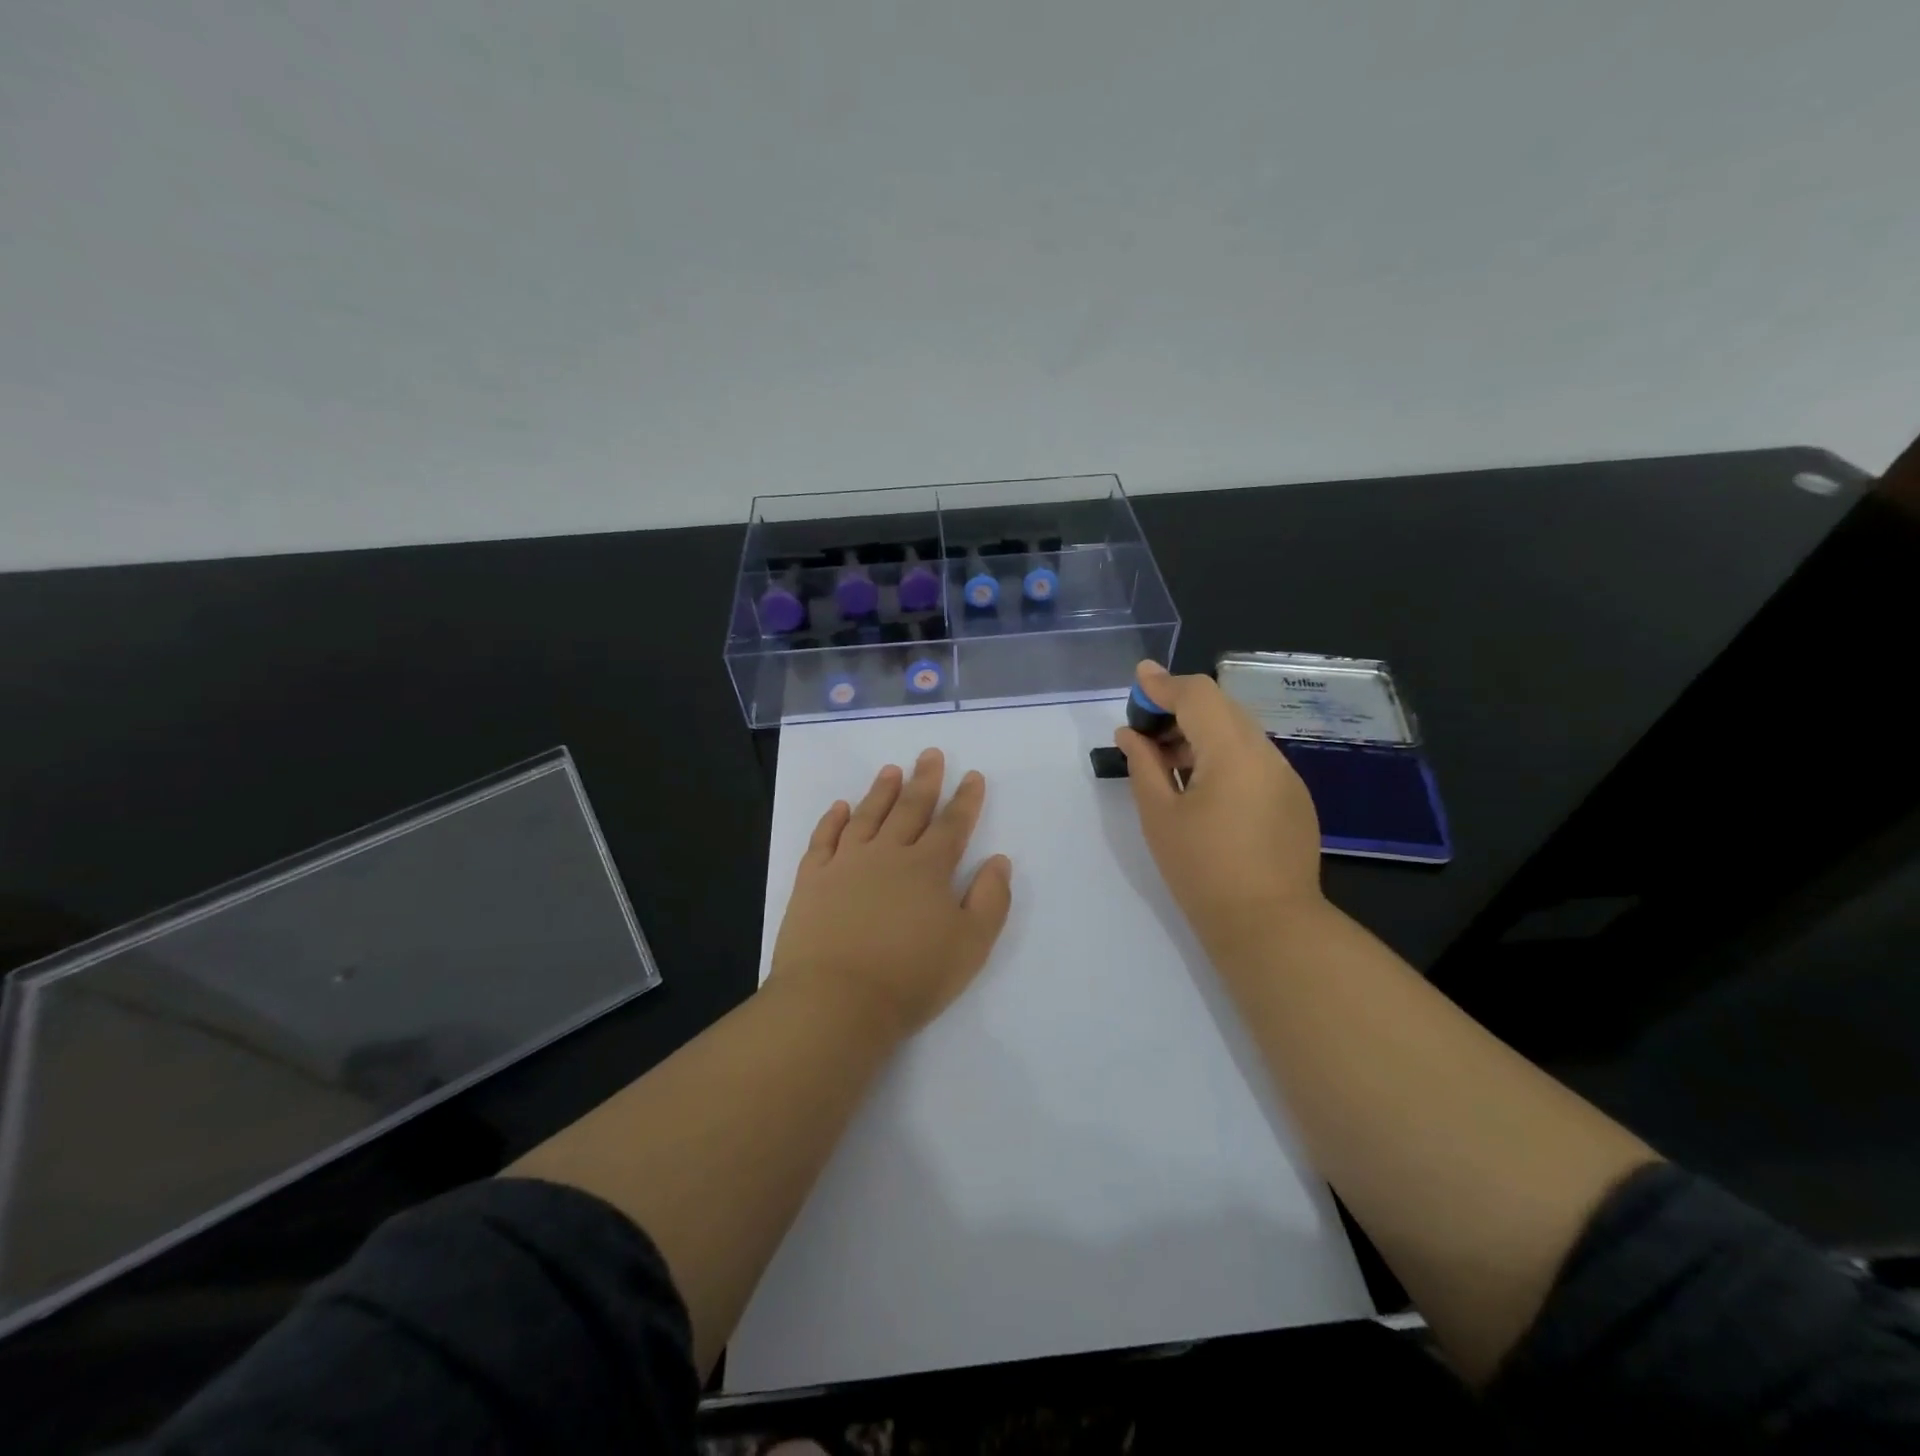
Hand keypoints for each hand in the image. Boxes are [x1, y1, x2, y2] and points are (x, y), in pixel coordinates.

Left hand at [770, 748, 1013, 1039]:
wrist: (836, 1001)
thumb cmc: (911, 977)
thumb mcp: (971, 945)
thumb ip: (990, 899)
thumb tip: (998, 860)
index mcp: (928, 868)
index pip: (952, 825)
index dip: (966, 800)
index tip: (973, 776)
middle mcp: (888, 854)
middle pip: (910, 809)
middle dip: (925, 780)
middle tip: (931, 754)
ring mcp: (846, 863)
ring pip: (868, 816)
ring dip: (882, 791)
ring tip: (891, 770)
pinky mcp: (812, 879)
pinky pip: (824, 839)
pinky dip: (833, 820)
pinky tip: (840, 807)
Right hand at [1114, 661, 1324, 958]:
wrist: (1268, 926)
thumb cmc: (1202, 870)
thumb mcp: (1160, 816)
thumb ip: (1144, 765)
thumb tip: (1131, 733)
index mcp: (1234, 752)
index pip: (1199, 694)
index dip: (1163, 685)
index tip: (1136, 683)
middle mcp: (1267, 753)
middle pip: (1222, 707)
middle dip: (1180, 707)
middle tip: (1144, 730)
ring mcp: (1286, 775)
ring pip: (1239, 732)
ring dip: (1201, 732)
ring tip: (1166, 761)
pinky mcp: (1294, 798)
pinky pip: (1253, 758)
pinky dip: (1222, 755)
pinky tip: (1201, 785)